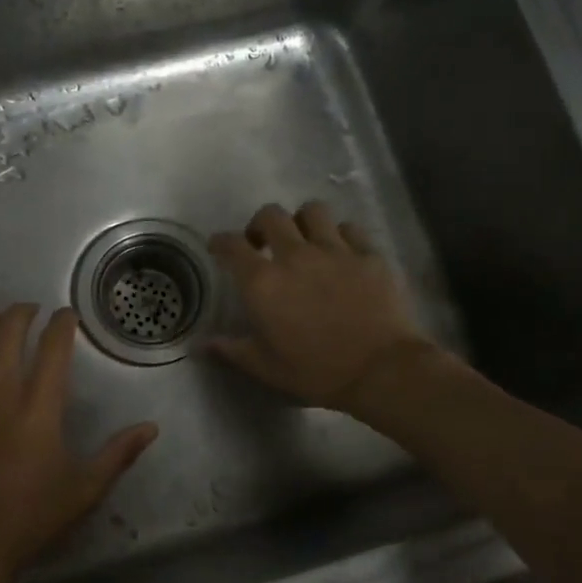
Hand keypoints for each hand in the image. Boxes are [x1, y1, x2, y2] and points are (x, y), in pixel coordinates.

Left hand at [0, 304, 157, 582]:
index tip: (66, 317)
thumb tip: (151, 428)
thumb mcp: (84, 490)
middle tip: (29, 312)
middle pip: (8, 329)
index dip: (63, 323)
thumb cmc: (26, 519)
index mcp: (39, 403)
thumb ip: (118, 454)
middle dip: (22, 312)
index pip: (54, 344)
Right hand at [208, 201, 435, 413]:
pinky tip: (342, 252)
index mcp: (263, 282)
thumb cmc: (316, 371)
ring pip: (313, 211)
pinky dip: (340, 236)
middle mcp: (295, 255)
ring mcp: (336, 250)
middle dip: (260, 224)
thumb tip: (201, 345)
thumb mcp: (266, 367)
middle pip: (271, 216)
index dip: (220, 242)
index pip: (232, 245)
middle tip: (262, 243)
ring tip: (304, 240)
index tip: (218, 246)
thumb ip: (232, 350)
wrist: (380, 370)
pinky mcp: (369, 254)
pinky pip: (350, 229)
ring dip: (302, 221)